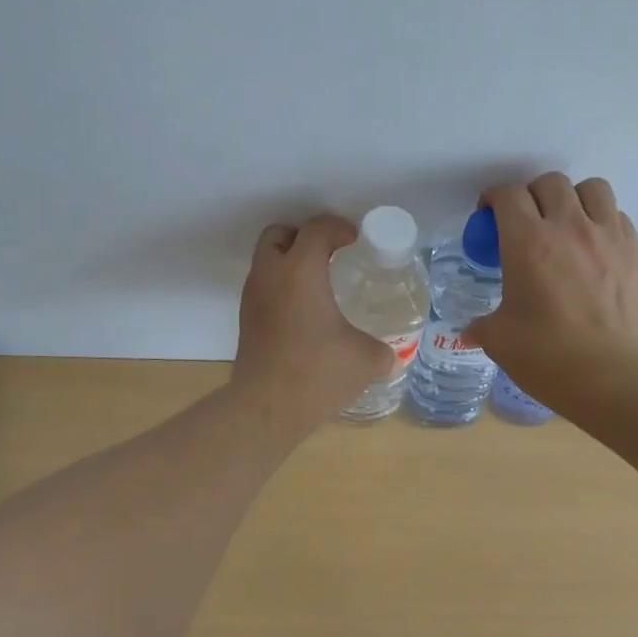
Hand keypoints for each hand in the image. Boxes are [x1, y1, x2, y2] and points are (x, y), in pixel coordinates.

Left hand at [232, 214, 394, 427]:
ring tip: (319, 284)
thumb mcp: (367, 360)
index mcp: (301, 271)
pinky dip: (281, 287)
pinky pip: (263, 287)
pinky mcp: (246, 320)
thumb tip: (390, 354)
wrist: (266, 408)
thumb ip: (383, 350)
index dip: (338, 228)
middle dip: (304, 236)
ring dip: (289, 261)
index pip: (316, 229)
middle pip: (279, 234)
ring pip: (266, 260)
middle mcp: (271, 275)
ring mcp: (253, 297)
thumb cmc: (318, 373)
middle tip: (330, 255)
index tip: (355, 241)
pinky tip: (304, 313)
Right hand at [466, 173, 637, 403]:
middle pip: (549, 182)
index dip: (493, 199)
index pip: (507, 195)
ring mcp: (606, 235)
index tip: (488, 217)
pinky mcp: (634, 251)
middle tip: (524, 222)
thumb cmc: (548, 357)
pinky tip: (593, 246)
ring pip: (591, 188)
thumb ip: (482, 326)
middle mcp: (568, 227)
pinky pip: (616, 215)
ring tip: (565, 223)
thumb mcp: (500, 340)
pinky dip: (601, 220)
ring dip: (573, 198)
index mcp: (527, 242)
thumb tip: (469, 332)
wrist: (615, 377)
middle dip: (531, 195)